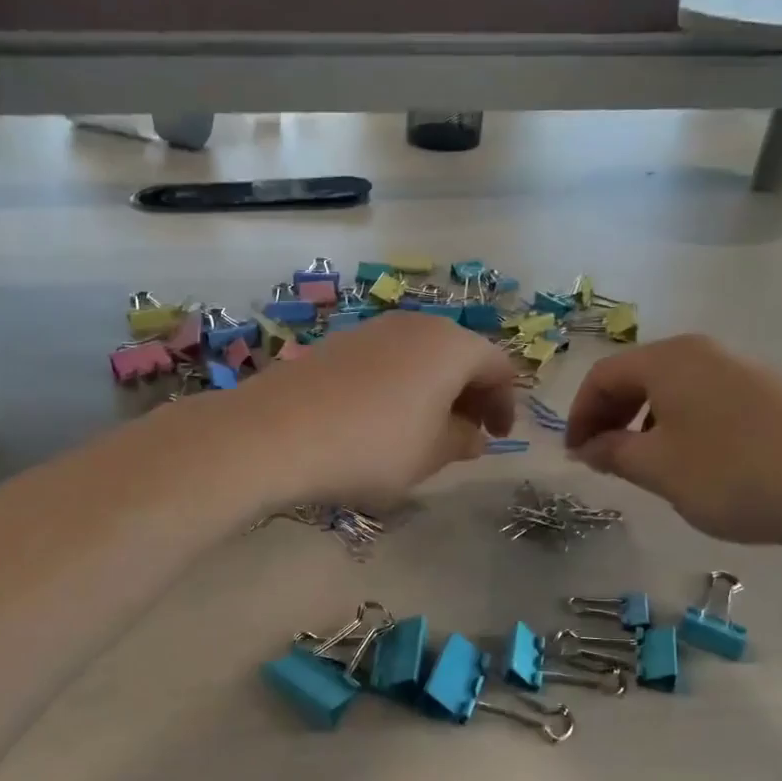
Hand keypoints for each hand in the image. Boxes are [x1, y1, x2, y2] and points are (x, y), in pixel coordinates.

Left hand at [217, 311, 518, 503]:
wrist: (276, 432)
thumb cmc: (372, 446)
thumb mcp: (430, 455)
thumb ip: (463, 441)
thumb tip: (474, 435)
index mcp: (451, 346)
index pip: (498, 366)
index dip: (506, 403)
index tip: (498, 438)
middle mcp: (416, 325)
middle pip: (459, 354)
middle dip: (471, 394)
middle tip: (466, 434)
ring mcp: (373, 329)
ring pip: (421, 356)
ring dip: (434, 390)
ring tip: (424, 430)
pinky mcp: (339, 342)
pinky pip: (387, 360)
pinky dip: (400, 385)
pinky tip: (381, 418)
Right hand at [565, 334, 781, 548]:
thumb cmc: (732, 474)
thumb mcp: (658, 469)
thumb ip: (612, 452)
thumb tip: (587, 447)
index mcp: (670, 359)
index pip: (603, 375)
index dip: (579, 414)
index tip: (575, 455)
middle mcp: (706, 351)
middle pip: (638, 375)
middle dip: (611, 416)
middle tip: (602, 458)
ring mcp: (744, 368)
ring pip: (674, 388)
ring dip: (646, 421)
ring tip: (647, 464)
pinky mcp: (773, 391)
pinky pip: (708, 399)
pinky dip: (682, 423)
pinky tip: (696, 461)